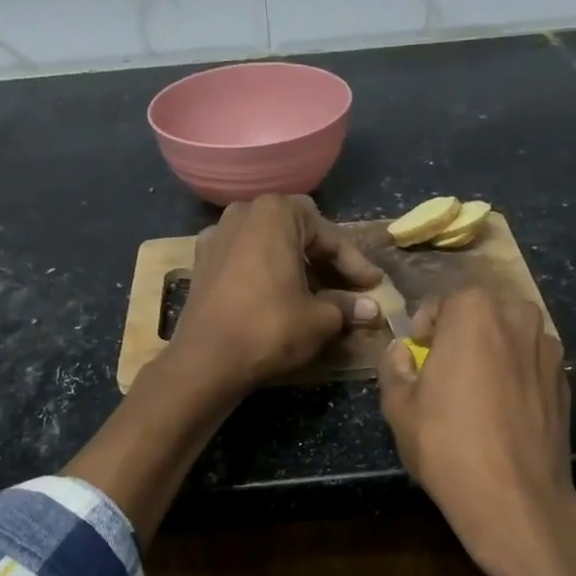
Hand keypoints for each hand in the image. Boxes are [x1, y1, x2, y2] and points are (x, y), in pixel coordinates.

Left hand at [170, 195, 382, 393]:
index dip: (355, 264)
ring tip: (318, 297)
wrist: (206, 361)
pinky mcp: (202, 263)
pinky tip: (281, 298)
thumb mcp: (320, 320)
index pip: (329, 236)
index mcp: (276, 213)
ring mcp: (217, 236)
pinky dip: (268, 275)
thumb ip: (347, 307)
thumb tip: (372, 309)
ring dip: (297, 268)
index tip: (373, 286)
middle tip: (348, 289)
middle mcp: (243, 213)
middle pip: (298, 234)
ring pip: (270, 246)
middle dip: (326, 262)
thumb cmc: (270, 329)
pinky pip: (247, 261)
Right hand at [377, 289, 575, 575]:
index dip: (424, 327)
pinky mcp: (567, 381)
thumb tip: (401, 351)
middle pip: (482, 313)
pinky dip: (515, 375)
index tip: (417, 353)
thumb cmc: (446, 444)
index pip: (443, 301)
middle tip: (444, 370)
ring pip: (511, 337)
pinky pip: (531, 364)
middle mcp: (519, 317)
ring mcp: (550, 349)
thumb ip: (394, 366)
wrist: (514, 497)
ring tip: (475, 391)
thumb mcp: (399, 406)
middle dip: (461, 333)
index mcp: (475, 311)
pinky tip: (503, 411)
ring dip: (491, 352)